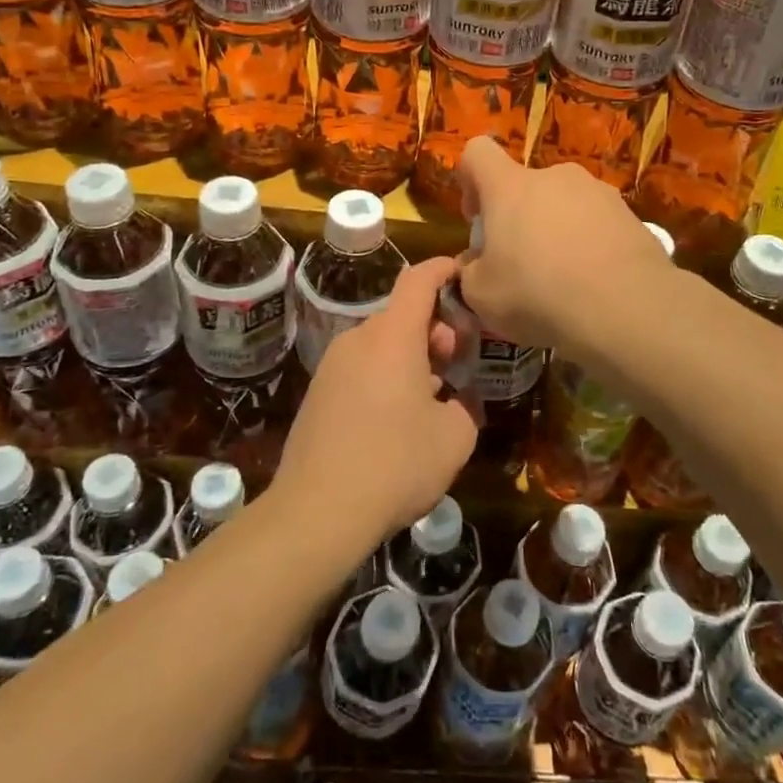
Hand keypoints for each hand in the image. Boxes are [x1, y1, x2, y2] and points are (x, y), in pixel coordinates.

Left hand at [275, 257, 477, 547]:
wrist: (317, 512)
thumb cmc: (395, 465)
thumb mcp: (454, 438)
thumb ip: (465, 407)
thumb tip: (457, 401)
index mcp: (392, 337)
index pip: (418, 280)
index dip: (443, 270)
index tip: (463, 274)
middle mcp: (358, 340)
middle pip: (401, 315)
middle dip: (434, 328)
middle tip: (455, 363)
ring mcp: (332, 366)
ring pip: (380, 344)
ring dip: (410, 356)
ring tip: (430, 396)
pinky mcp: (317, 393)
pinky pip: (361, 368)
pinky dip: (385, 376)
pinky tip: (396, 419)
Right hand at [456, 137, 673, 352]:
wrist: (626, 308)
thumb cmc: (538, 294)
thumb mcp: (481, 295)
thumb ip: (470, 272)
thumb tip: (474, 264)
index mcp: (510, 187)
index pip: (478, 153)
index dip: (469, 179)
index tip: (477, 219)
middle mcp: (555, 177)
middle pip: (526, 185)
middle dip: (518, 218)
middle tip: (520, 264)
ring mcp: (599, 192)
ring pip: (564, 204)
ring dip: (556, 231)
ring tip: (563, 278)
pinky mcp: (631, 215)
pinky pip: (598, 223)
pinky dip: (590, 245)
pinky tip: (594, 282)